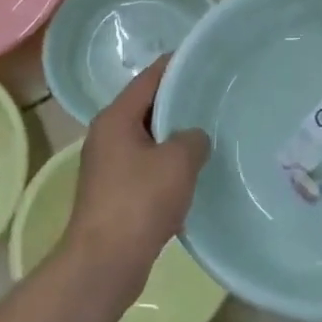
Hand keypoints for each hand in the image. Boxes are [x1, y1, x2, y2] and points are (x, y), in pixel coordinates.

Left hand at [66, 55, 210, 297]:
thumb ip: (193, 137)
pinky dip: (169, 164)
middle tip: (216, 96)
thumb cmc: (139, 202)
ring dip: (176, 136)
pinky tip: (195, 172)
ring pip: (149, 138)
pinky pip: (148, 166)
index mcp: (115, 118)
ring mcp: (109, 166)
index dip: (177, 65)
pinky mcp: (116, 192)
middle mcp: (107, 136)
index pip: (150, 78)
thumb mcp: (178, 161)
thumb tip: (195, 137)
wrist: (105, 262)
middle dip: (180, 101)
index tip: (205, 59)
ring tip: (212, 132)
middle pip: (148, 107)